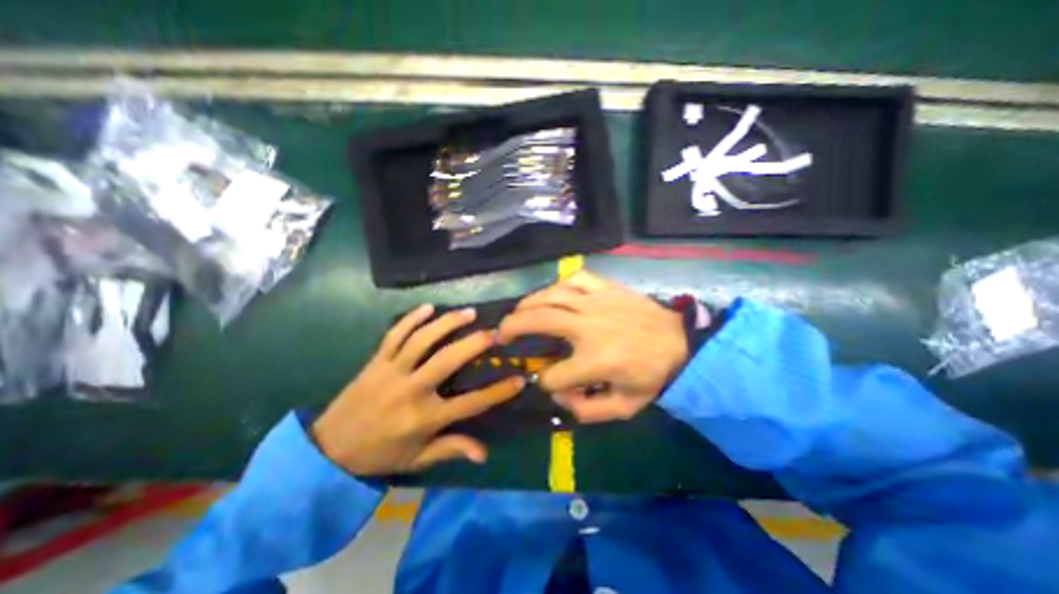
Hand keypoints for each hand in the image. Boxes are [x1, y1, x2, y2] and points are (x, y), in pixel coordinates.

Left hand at [310, 306, 523, 476]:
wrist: (326, 451)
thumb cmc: (379, 455)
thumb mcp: (417, 459)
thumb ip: (451, 450)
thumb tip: (484, 454)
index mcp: (424, 418)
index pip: (471, 404)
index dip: (498, 392)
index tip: (519, 379)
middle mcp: (410, 390)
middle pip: (447, 361)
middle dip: (474, 344)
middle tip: (494, 331)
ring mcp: (391, 371)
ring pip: (422, 340)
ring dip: (447, 323)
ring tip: (468, 312)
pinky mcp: (376, 361)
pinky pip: (395, 334)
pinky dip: (411, 318)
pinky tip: (428, 307)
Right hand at [499, 272, 691, 425]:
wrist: (682, 344)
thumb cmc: (652, 376)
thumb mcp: (624, 408)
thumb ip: (586, 410)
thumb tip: (558, 394)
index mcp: (595, 361)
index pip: (553, 375)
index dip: (545, 383)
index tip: (549, 382)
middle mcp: (589, 327)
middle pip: (538, 321)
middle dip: (512, 328)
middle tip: (500, 333)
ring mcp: (597, 302)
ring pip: (551, 295)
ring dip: (527, 303)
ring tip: (517, 312)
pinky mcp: (606, 288)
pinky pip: (576, 278)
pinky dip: (559, 284)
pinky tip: (553, 293)